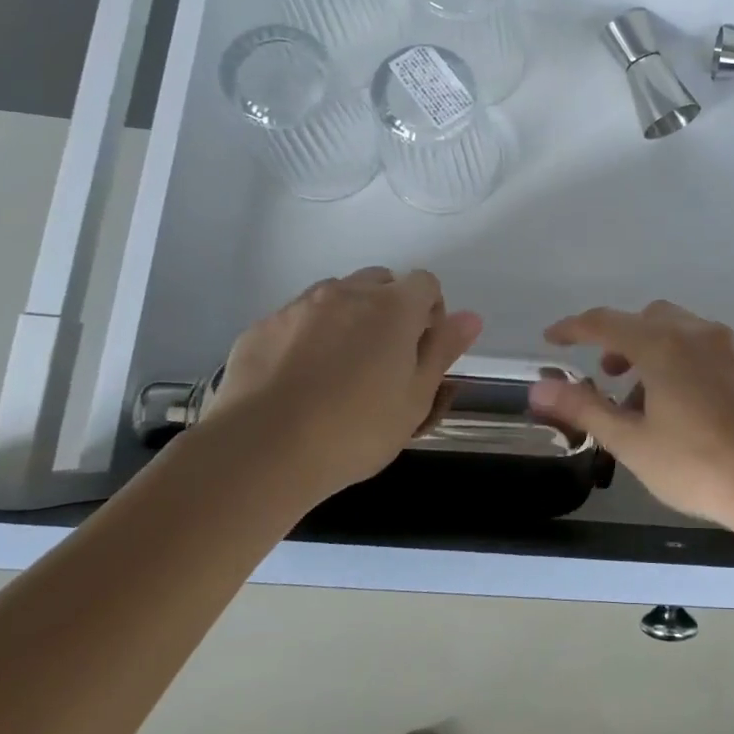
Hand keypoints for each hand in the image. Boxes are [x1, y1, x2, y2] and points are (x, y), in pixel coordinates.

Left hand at [206, 267, 481, 500]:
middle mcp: (346, 294)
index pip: (425, 282)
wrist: (263, 450)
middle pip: (379, 282)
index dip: (431, 311)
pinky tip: (301, 381)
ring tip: (341, 370)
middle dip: (390, 309)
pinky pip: (297, 319)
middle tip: (386, 359)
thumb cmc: (357, 429)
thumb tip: (471, 317)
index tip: (423, 350)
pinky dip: (308, 337)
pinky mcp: (261, 328)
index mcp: (393, 308)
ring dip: (348, 318)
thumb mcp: (416, 398)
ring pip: (335, 297)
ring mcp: (298, 307)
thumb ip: (443, 350)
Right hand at [529, 300, 733, 528]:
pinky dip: (675, 359)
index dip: (573, 329)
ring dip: (647, 351)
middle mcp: (695, 333)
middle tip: (604, 375)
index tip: (551, 339)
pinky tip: (674, 405)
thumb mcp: (631, 441)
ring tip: (638, 401)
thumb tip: (538, 389)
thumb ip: (584, 408)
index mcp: (662, 344)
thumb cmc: (696, 464)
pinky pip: (698, 346)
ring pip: (674, 330)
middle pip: (645, 319)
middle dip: (617, 339)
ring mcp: (725, 348)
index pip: (604, 322)